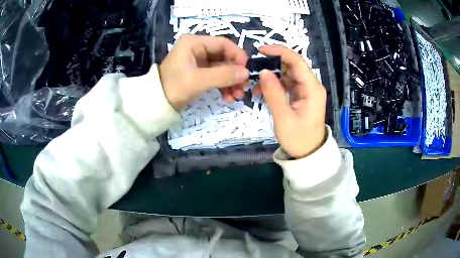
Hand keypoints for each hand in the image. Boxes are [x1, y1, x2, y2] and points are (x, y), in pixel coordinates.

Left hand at [159, 35, 249, 109]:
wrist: (156, 104)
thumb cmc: (173, 88)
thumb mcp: (198, 81)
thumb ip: (223, 75)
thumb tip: (246, 73)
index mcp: (194, 43)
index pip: (223, 43)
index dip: (237, 56)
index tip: (246, 71)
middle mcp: (197, 48)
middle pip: (224, 57)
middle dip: (235, 73)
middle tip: (244, 88)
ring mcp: (198, 61)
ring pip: (222, 68)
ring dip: (231, 81)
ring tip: (236, 96)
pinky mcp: (199, 72)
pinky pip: (216, 76)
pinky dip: (223, 86)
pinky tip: (227, 97)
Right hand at [257, 45, 326, 158]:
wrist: (309, 154)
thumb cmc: (299, 139)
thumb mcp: (283, 118)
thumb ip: (273, 94)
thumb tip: (263, 72)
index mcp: (312, 88)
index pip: (297, 61)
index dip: (279, 52)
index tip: (261, 50)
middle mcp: (311, 85)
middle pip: (292, 65)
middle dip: (273, 64)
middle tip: (254, 69)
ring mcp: (306, 90)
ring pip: (288, 74)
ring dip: (272, 76)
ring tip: (255, 85)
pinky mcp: (301, 95)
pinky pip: (287, 84)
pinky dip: (275, 85)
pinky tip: (262, 92)